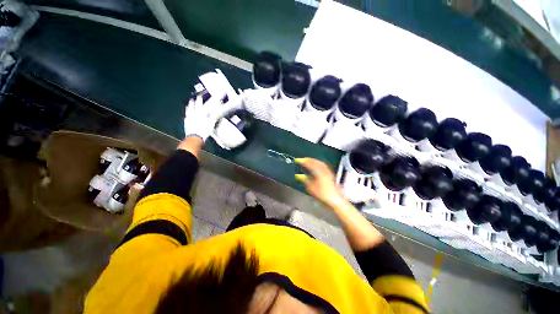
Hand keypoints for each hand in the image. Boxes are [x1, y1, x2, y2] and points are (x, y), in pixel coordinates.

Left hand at [184, 94, 221, 141]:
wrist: (195, 137)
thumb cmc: (204, 130)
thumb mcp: (211, 123)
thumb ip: (213, 117)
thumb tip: (215, 113)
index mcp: (199, 113)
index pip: (199, 104)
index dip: (200, 100)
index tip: (200, 96)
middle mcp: (193, 114)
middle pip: (192, 106)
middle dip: (193, 102)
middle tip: (193, 99)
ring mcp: (188, 118)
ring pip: (188, 110)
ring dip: (189, 107)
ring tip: (188, 105)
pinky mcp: (186, 123)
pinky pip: (186, 116)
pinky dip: (187, 114)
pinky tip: (187, 114)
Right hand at [295, 158, 345, 207]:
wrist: (336, 199)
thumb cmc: (323, 194)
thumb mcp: (311, 188)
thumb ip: (305, 180)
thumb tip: (299, 176)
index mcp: (318, 172)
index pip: (309, 163)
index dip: (303, 161)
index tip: (297, 160)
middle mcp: (324, 170)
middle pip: (315, 161)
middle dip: (308, 159)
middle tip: (302, 159)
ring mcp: (328, 171)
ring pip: (320, 163)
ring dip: (313, 160)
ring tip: (308, 161)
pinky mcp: (330, 174)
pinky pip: (323, 165)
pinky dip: (318, 163)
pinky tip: (316, 166)